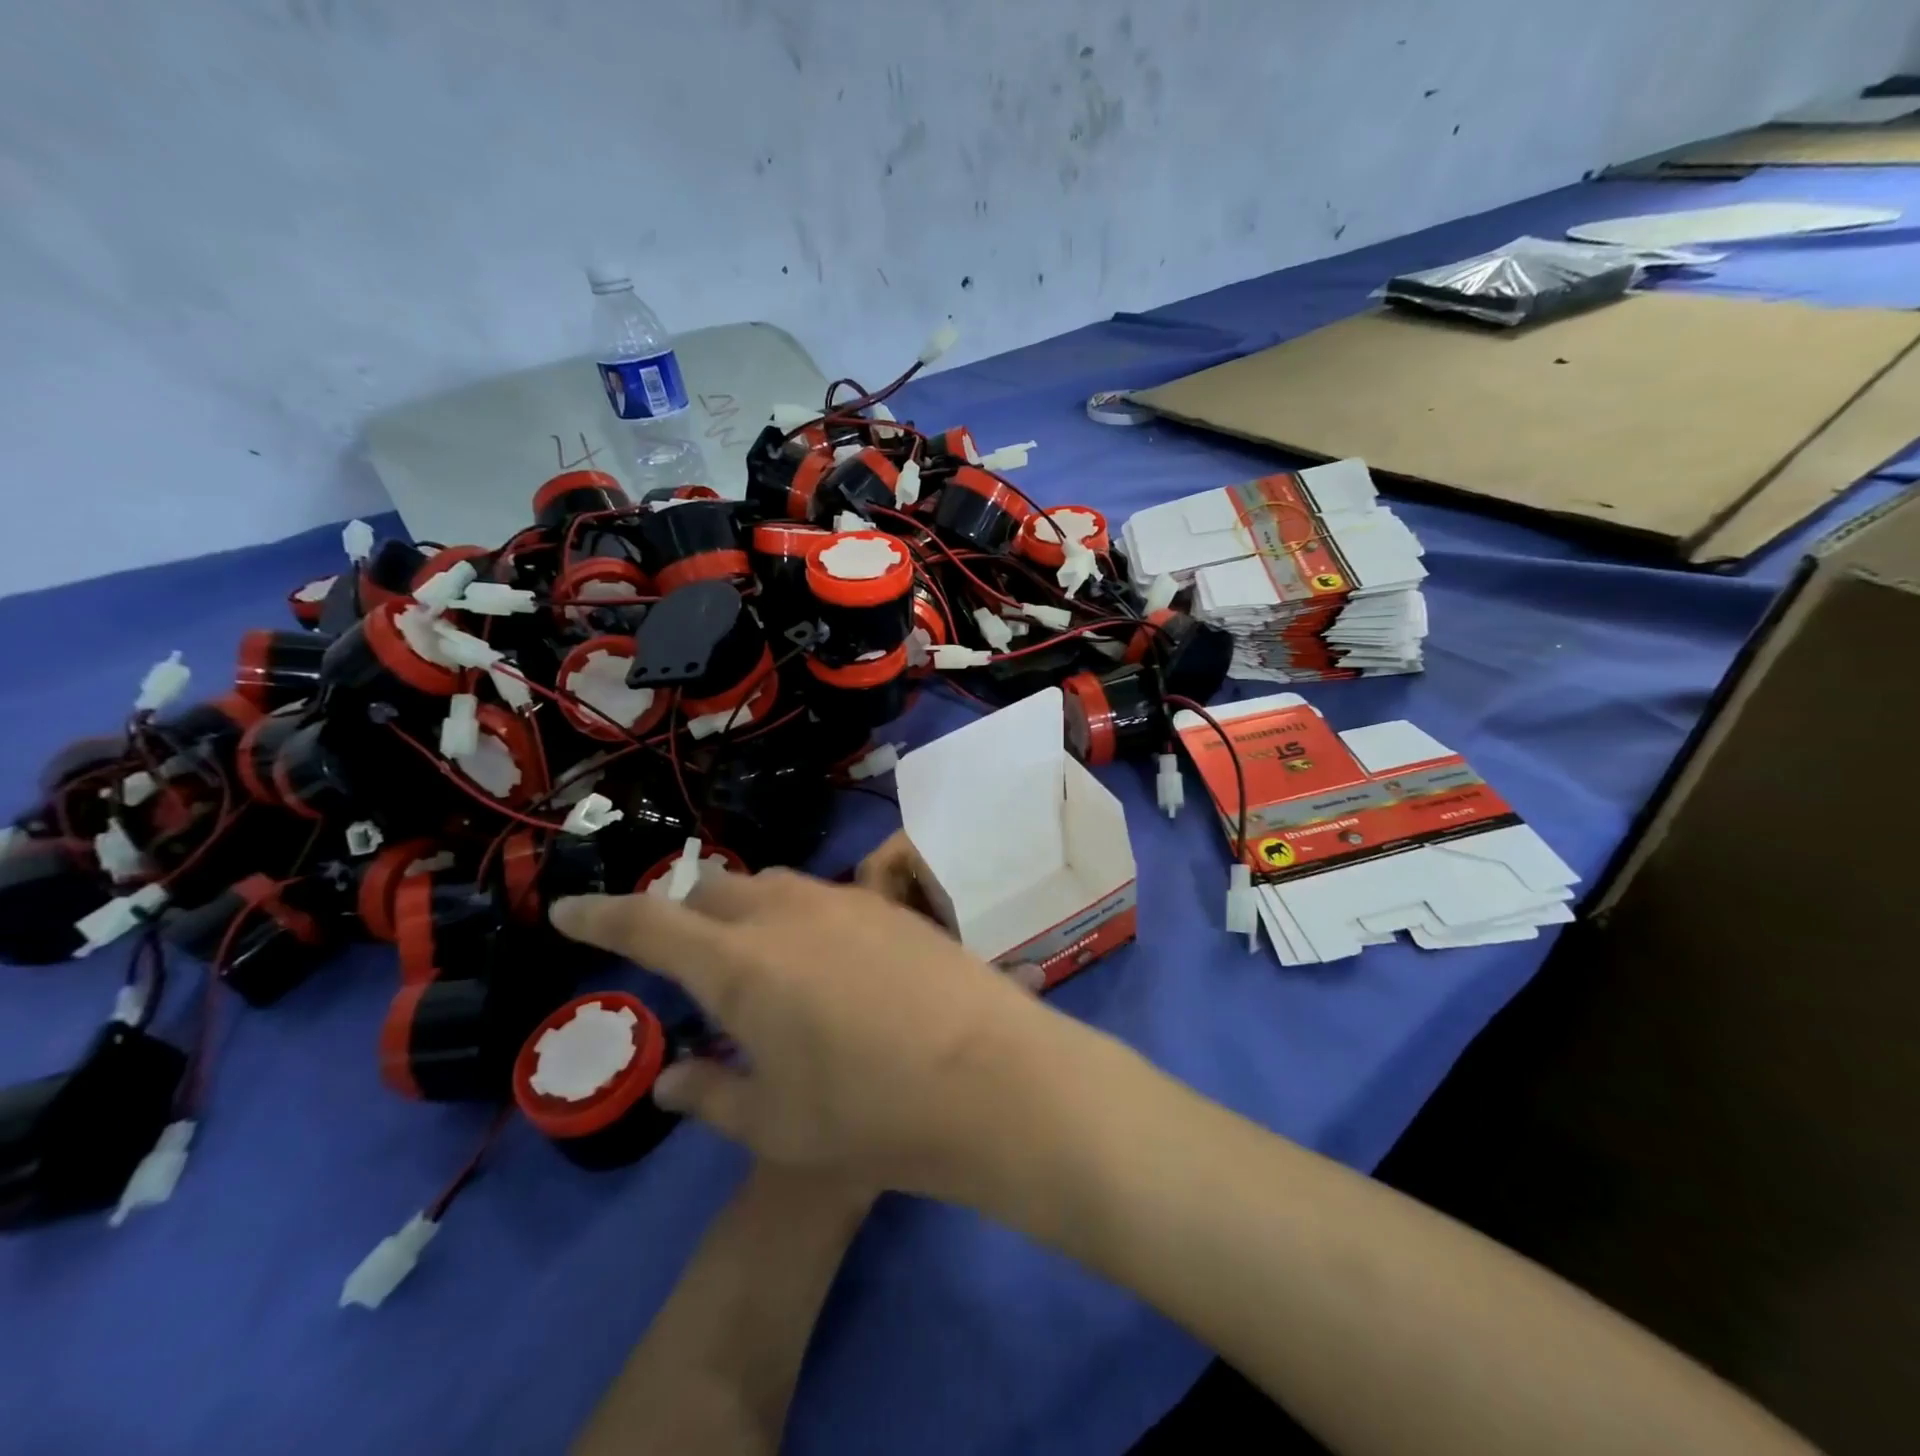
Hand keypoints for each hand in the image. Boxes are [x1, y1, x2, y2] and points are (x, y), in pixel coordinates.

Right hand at [549, 868, 1072, 1194]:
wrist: (989, 1076)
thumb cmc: (868, 1112)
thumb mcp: (775, 1123)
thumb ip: (711, 1094)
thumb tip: (670, 1077)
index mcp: (739, 964)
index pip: (649, 923)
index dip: (601, 915)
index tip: (568, 910)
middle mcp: (786, 913)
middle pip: (714, 889)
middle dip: (685, 914)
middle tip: (685, 957)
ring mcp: (845, 900)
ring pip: (771, 885)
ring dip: (746, 911)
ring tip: (756, 961)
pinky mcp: (891, 905)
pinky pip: (823, 897)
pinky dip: (799, 917)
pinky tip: (825, 963)